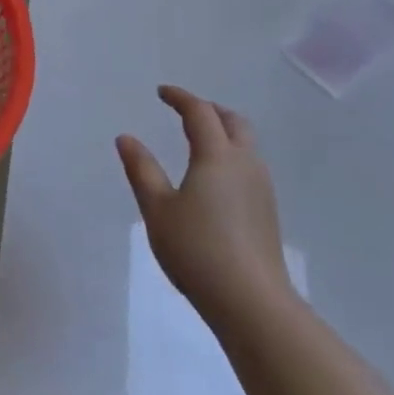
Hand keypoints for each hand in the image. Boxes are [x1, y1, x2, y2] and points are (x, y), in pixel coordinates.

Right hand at [117, 86, 292, 321]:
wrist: (251, 301)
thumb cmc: (196, 249)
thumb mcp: (157, 209)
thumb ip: (141, 169)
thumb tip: (126, 138)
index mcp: (216, 156)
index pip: (200, 113)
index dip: (180, 98)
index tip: (161, 93)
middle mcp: (245, 164)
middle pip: (233, 122)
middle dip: (209, 110)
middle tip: (185, 111)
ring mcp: (261, 188)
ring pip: (246, 144)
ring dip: (224, 132)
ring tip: (199, 141)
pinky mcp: (267, 211)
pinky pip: (250, 166)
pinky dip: (231, 155)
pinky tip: (215, 178)